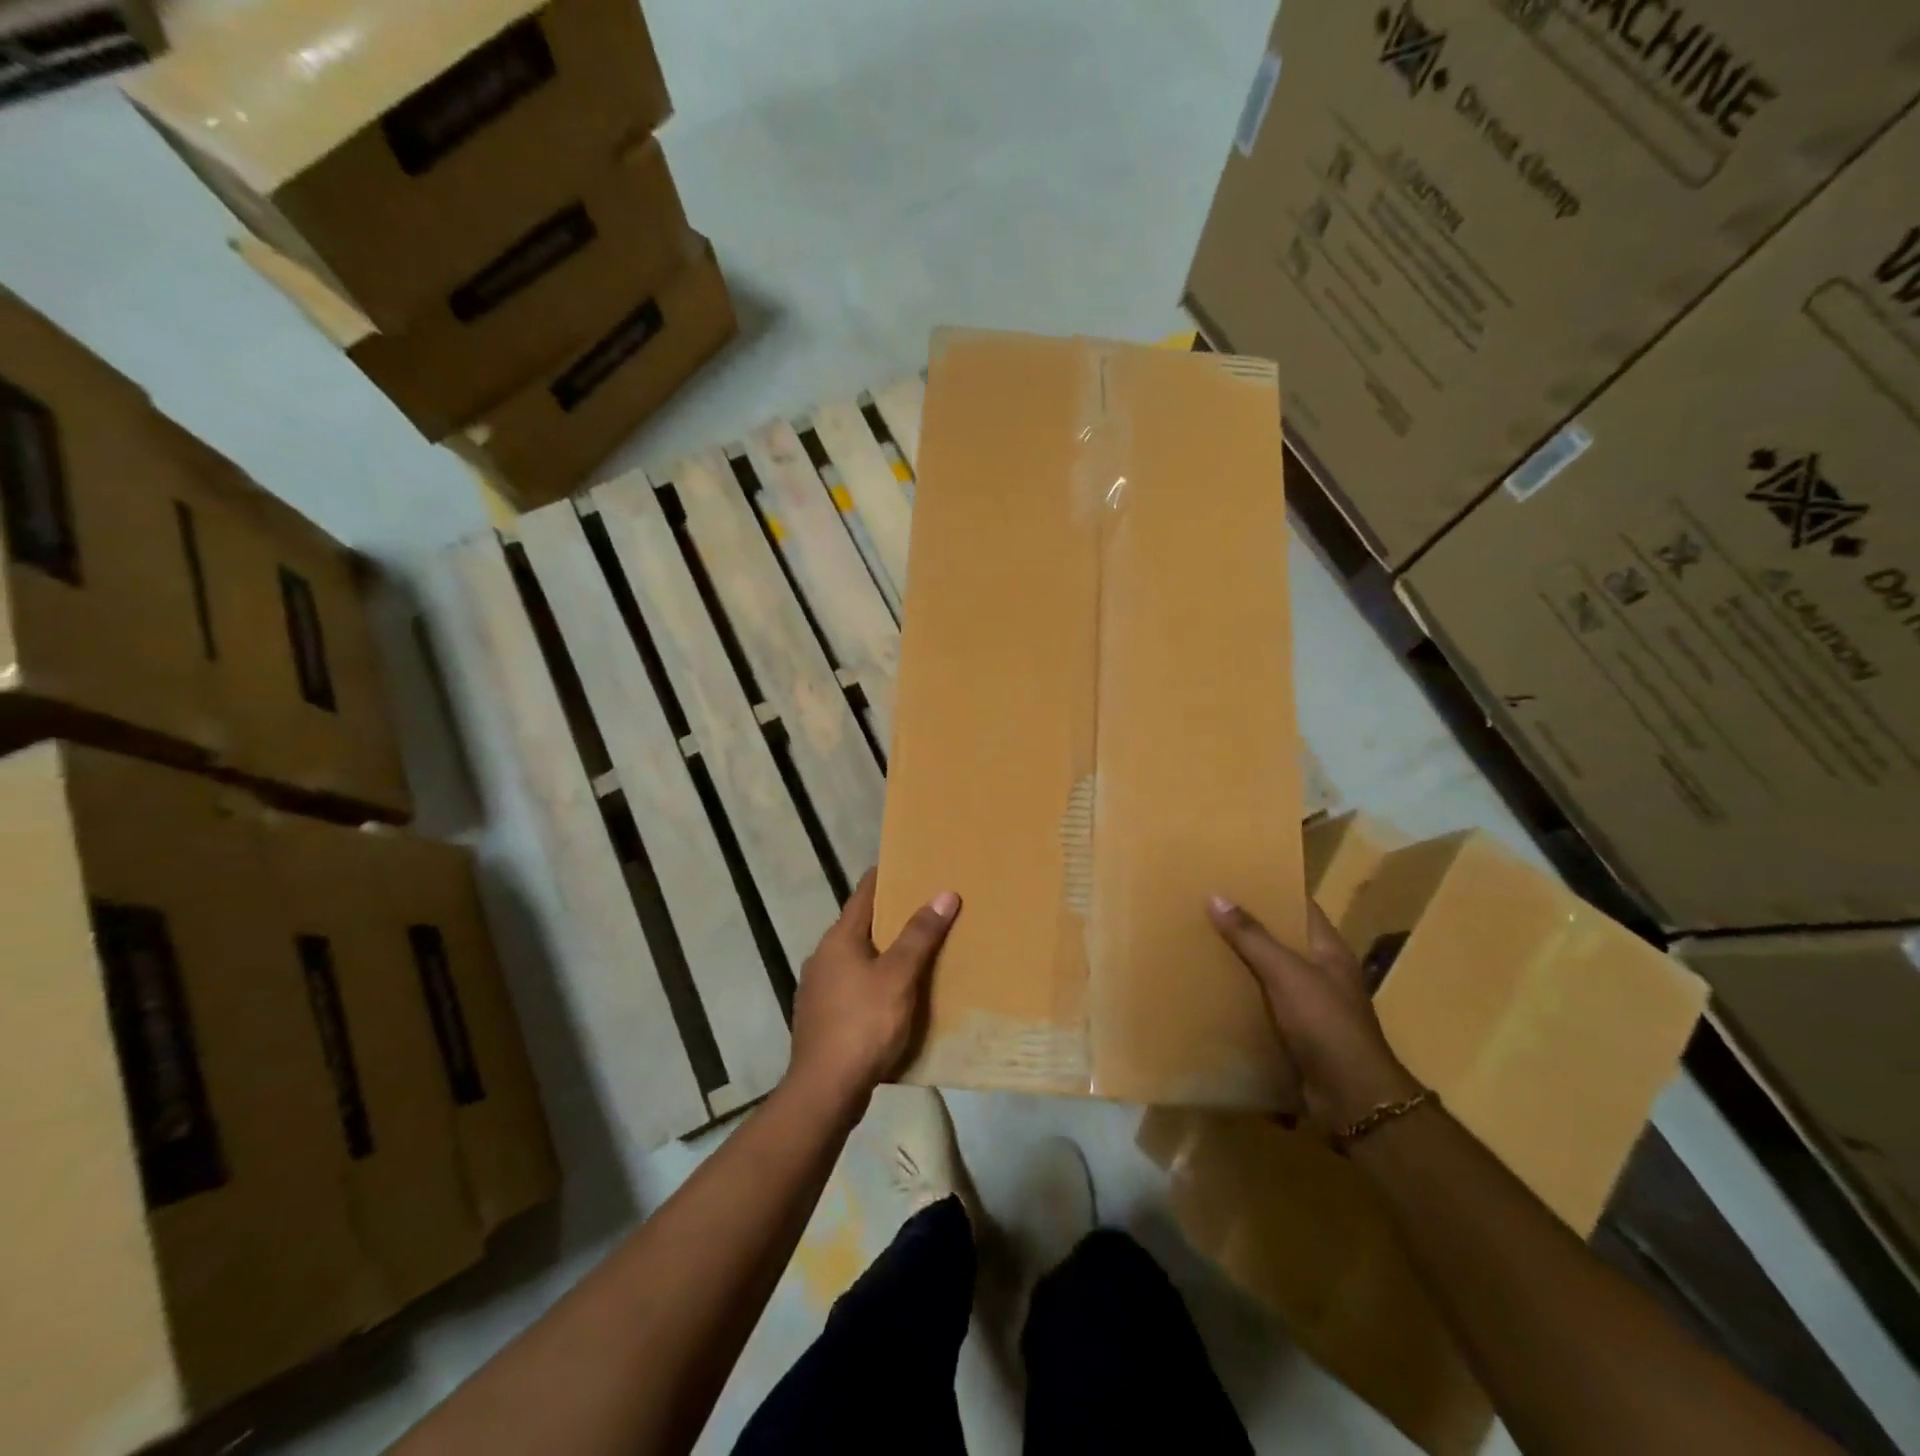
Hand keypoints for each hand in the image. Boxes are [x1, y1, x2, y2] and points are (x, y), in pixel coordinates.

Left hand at [785, 870, 959, 1114]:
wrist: (825, 1091)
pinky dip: (875, 981)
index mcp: (838, 939)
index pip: (864, 893)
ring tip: (918, 951)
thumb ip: (920, 935)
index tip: (912, 864)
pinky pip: (854, 986)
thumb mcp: (898, 977)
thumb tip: (944, 893)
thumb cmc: (863, 1024)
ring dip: (884, 951)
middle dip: (892, 916)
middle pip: (860, 925)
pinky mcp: (822, 1017)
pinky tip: (896, 995)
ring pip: (857, 958)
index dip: (887, 876)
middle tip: (928, 907)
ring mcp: (818, 989)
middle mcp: (823, 957)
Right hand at [1208, 896, 1420, 1131]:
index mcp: (1330, 951)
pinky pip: (1267, 1007)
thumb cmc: (1325, 1024)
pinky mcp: (1300, 1036)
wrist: (1352, 1099)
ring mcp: (1314, 1007)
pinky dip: (1245, 1000)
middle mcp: (1325, 975)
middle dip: (1251, 927)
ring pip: (1273, 975)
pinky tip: (1216, 993)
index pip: (1302, 907)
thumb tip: (1217, 896)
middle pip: (1284, 940)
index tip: (1239, 877)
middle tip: (1210, 909)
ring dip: (1245, 965)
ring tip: (1205, 946)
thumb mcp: (1286, 973)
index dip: (1275, 890)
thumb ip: (1252, 937)